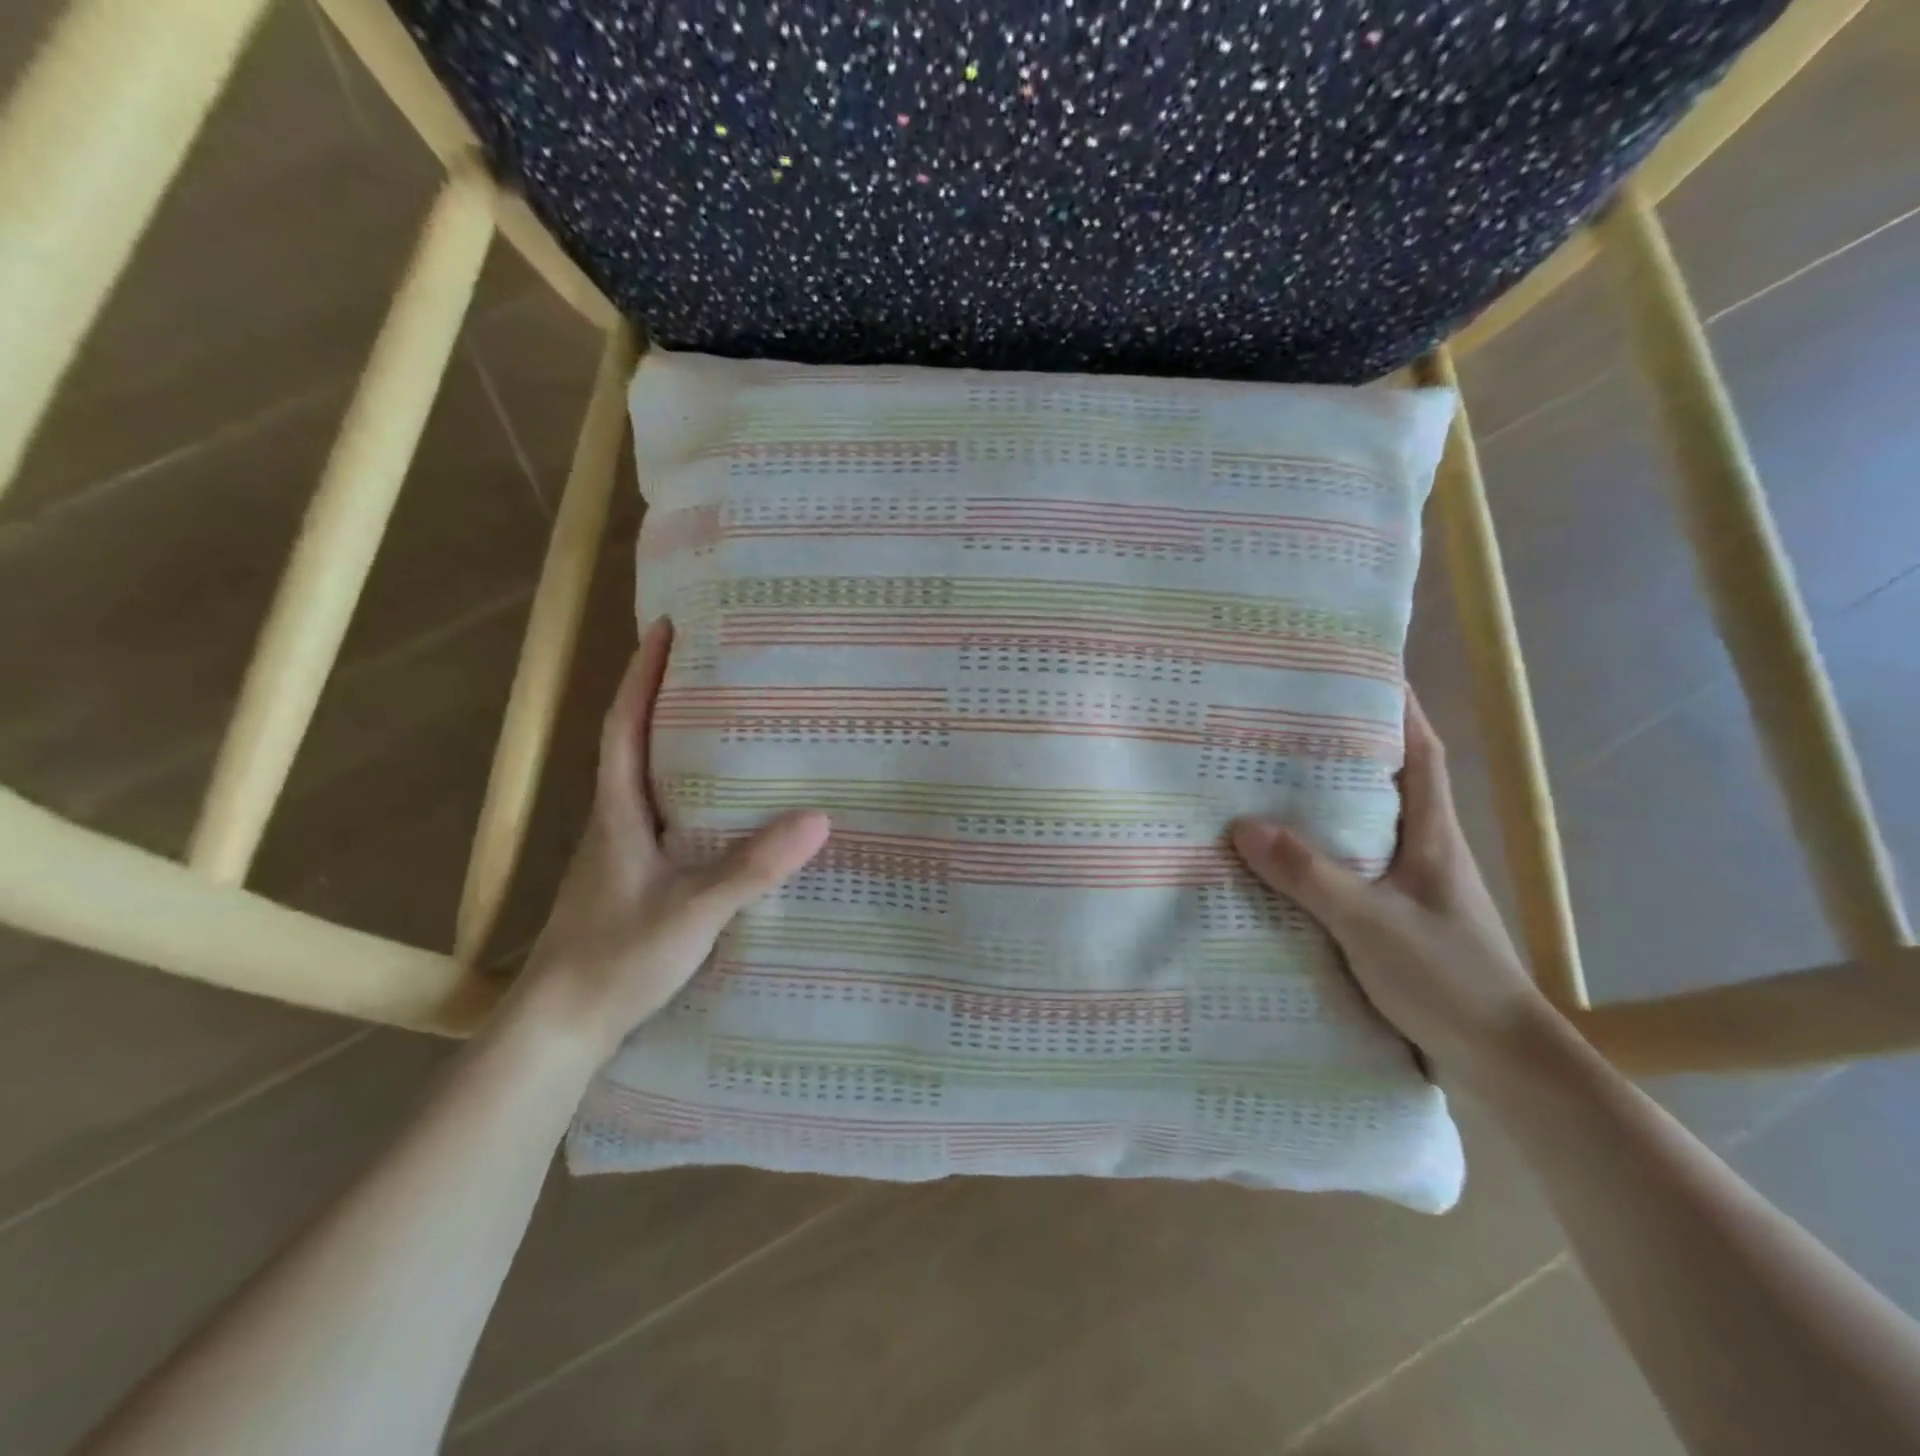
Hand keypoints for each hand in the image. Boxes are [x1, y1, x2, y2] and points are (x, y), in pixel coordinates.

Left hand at [515, 620, 829, 1061]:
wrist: (559, 1026)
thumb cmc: (615, 956)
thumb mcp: (692, 911)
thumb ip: (751, 867)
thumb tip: (817, 818)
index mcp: (619, 811)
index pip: (624, 726)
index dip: (642, 675)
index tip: (666, 627)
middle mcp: (615, 820)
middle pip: (636, 742)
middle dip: (666, 698)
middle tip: (716, 668)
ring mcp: (621, 851)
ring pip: (650, 781)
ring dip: (678, 744)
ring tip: (731, 726)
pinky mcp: (632, 878)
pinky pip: (664, 816)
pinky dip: (690, 793)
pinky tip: (726, 809)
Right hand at [1230, 692, 1551, 1082]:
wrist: (1500, 1061)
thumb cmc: (1447, 977)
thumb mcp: (1369, 922)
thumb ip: (1307, 874)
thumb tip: (1242, 825)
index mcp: (1431, 834)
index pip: (1420, 752)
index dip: (1399, 709)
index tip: (1364, 672)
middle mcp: (1424, 850)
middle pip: (1386, 782)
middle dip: (1345, 748)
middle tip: (1286, 726)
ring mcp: (1411, 886)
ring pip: (1364, 827)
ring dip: (1326, 803)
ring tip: (1268, 785)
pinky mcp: (1395, 919)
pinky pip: (1350, 869)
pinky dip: (1319, 855)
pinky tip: (1280, 864)